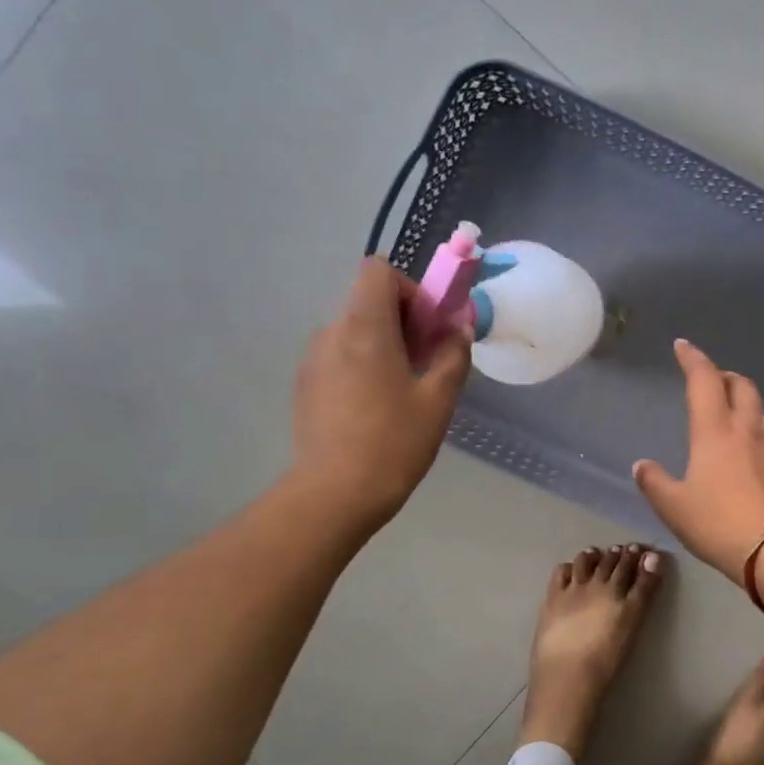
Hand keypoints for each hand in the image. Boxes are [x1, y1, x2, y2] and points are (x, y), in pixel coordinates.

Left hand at [289, 258, 470, 538]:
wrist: (336, 494)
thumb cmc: (394, 442)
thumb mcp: (438, 399)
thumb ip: (452, 354)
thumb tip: (458, 328)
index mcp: (364, 327)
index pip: (378, 270)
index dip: (410, 289)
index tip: (428, 327)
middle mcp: (332, 332)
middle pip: (368, 301)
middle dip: (403, 321)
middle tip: (426, 363)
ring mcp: (313, 359)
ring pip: (354, 331)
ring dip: (383, 345)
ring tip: (402, 391)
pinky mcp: (305, 385)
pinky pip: (339, 357)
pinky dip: (362, 366)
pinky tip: (375, 409)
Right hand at [633, 339, 763, 580]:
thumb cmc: (717, 523)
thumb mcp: (674, 507)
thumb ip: (655, 483)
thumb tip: (641, 465)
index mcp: (714, 432)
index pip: (704, 381)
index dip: (693, 359)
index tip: (683, 346)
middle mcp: (745, 432)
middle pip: (742, 387)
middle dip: (726, 376)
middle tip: (712, 380)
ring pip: (760, 412)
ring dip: (745, 403)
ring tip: (731, 413)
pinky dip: (756, 433)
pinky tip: (749, 453)